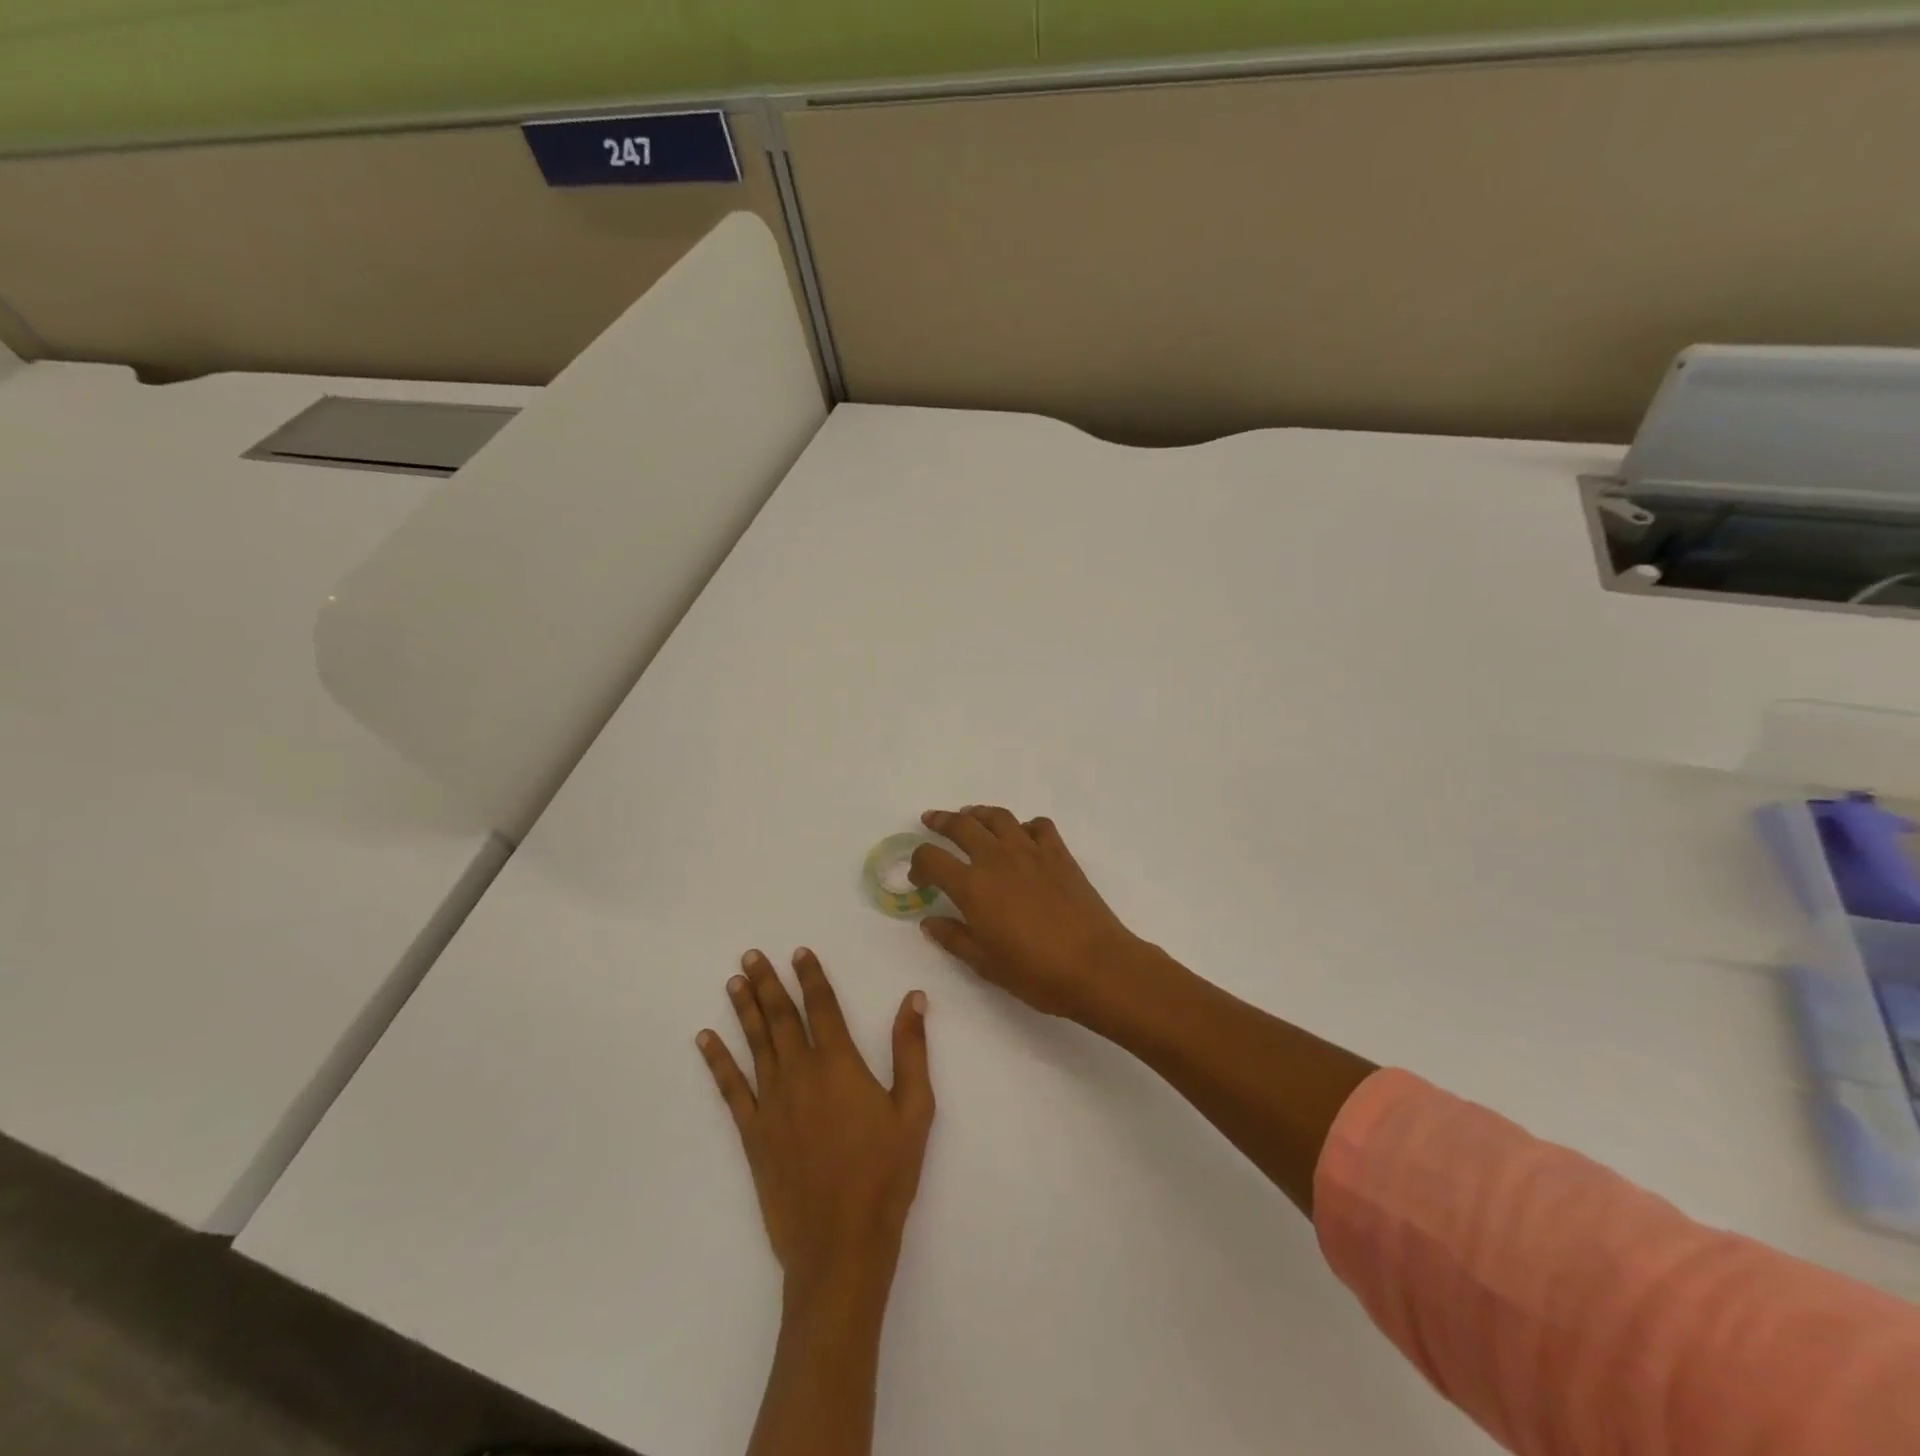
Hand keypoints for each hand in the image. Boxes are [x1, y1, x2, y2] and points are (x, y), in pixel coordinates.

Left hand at [698, 949, 934, 1304]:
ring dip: (743, 1009)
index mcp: (839, 1064)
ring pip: (754, 1044)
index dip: (811, 976)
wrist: (841, 1243)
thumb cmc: (885, 1174)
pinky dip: (716, 1062)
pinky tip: (705, 1040)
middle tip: (751, 955)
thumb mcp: (915, 1109)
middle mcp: (800, 1073)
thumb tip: (914, 998)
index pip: (821, 1006)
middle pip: (780, 1017)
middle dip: (767, 983)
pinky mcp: (753, 1133)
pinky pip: (730, 1089)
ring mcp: (771, 1103)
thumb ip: (911, 1050)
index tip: (799, 952)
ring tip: (734, 982)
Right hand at [910, 806, 1159, 1025]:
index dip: (919, 864)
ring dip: (978, 813)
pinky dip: (1024, 826)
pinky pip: (1038, 826)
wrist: (1096, 965)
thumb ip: (953, 938)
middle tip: (931, 820)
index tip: (919, 877)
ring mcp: (1031, 851)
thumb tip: (929, 922)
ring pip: (998, 817)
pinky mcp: (1059, 853)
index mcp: (972, 886)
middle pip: (962, 825)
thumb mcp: (985, 963)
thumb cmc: (1036, 972)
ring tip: (971, 817)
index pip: (932, 859)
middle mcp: (997, 858)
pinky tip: (1022, 838)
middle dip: (941, 821)